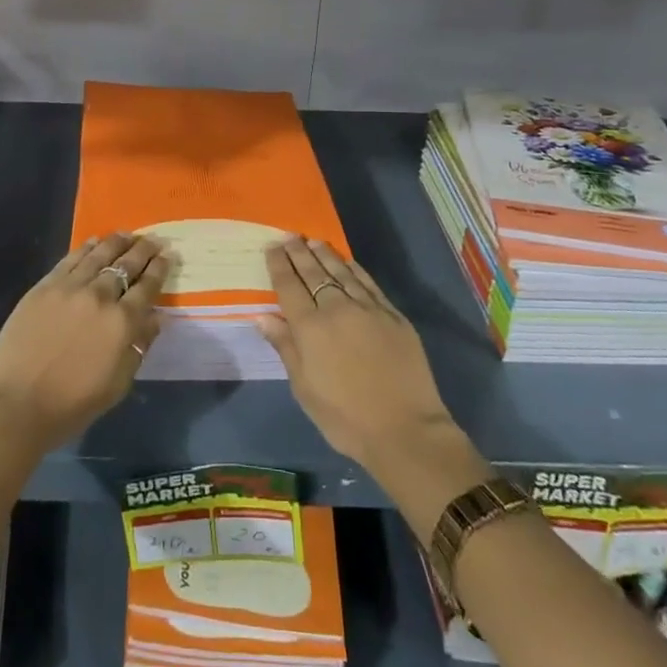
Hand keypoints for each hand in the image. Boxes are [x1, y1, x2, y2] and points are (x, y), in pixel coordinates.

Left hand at [0, 233, 170, 451]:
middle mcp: (100, 297)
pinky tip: (95, 241)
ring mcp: (70, 287)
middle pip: (126, 265)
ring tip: (128, 234)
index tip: (168, 255)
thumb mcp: (117, 385)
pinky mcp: (45, 286)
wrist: (15, 404)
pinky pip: (71, 258)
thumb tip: (154, 319)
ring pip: (99, 254)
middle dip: (143, 250)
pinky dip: (87, 247)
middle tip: (154, 239)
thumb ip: (138, 347)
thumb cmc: (71, 405)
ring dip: (117, 242)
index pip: (147, 287)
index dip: (160, 269)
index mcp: (122, 323)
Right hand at [258, 239, 464, 473]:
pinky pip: (368, 283)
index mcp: (310, 328)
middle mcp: (337, 309)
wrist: (404, 430)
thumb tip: (262, 316)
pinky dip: (354, 268)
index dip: (279, 264)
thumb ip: (285, 347)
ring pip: (341, 272)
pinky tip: (348, 262)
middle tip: (290, 236)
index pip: (289, 286)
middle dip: (299, 252)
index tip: (272, 247)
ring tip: (313, 241)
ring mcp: (368, 309)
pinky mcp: (393, 315)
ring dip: (325, 254)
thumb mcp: (304, 389)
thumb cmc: (345, 417)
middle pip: (314, 273)